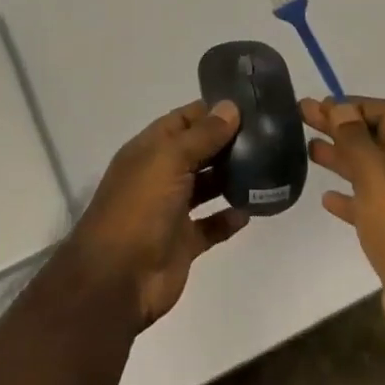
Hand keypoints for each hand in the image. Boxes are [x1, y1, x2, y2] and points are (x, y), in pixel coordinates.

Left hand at [66, 100, 250, 329]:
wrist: (117, 279)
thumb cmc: (140, 208)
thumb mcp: (169, 160)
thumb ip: (202, 135)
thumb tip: (231, 107)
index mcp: (150, 150)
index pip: (183, 120)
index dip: (211, 111)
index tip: (248, 105)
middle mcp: (160, 175)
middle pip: (197, 151)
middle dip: (226, 142)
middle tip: (267, 134)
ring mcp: (171, 210)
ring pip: (206, 187)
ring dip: (230, 177)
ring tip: (265, 166)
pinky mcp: (183, 242)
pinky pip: (211, 225)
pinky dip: (229, 218)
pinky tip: (251, 210)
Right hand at [305, 97, 384, 359]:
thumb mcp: (376, 173)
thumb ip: (354, 137)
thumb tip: (340, 106)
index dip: (352, 105)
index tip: (318, 106)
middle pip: (375, 138)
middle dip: (340, 127)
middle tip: (302, 118)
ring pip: (371, 170)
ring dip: (342, 158)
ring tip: (308, 151)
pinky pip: (371, 204)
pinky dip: (350, 197)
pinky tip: (326, 200)